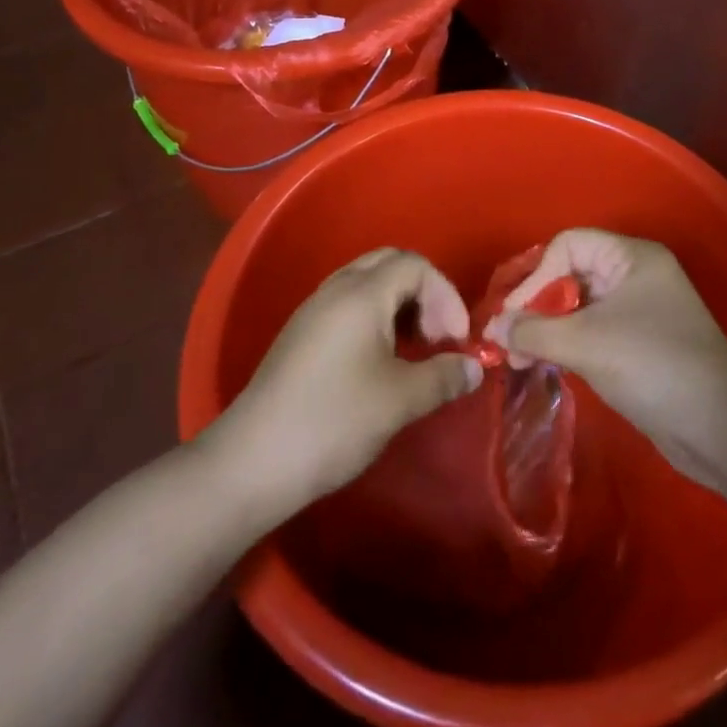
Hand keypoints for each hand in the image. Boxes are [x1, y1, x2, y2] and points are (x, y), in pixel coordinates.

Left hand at [213, 248, 482, 520]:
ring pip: (368, 284)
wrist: (252, 462)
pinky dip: (376, 319)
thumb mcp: (399, 400)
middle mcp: (336, 289)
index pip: (416, 266)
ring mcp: (314, 310)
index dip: (446, 296)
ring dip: (400, 306)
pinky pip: (349, 305)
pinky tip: (381, 362)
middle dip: (424, 293)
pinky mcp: (301, 335)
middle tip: (438, 336)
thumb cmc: (333, 421)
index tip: (457, 340)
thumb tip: (475, 368)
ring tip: (415, 350)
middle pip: (391, 264)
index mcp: (362, 293)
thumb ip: (443, 377)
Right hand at [486, 228, 726, 487]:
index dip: (537, 276)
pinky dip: (566, 344)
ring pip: (579, 305)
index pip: (569, 245)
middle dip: (537, 305)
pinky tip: (546, 364)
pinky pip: (592, 330)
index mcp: (631, 257)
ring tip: (519, 359)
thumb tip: (491, 329)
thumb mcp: (587, 343)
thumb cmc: (653, 365)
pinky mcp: (638, 343)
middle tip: (509, 342)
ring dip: (548, 328)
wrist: (719, 428)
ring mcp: (639, 310)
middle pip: (571, 273)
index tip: (515, 317)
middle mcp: (635, 274)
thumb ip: (533, 332)